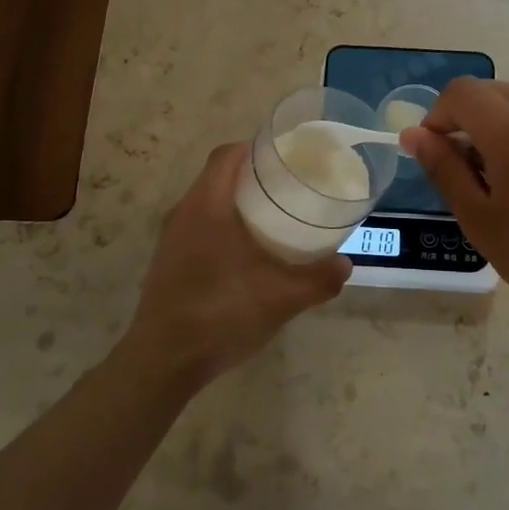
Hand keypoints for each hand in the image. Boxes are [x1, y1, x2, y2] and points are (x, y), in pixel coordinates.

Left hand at [119, 143, 350, 391]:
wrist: (163, 361)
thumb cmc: (220, 314)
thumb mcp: (281, 298)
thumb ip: (318, 279)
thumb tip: (345, 264)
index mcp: (207, 205)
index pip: (227, 155)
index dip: (256, 147)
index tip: (286, 156)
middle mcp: (184, 213)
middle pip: (218, 176)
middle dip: (253, 176)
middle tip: (290, 186)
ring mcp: (172, 239)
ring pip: (208, 203)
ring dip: (238, 203)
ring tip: (274, 217)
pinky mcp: (168, 262)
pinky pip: (199, 227)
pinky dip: (224, 226)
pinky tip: (248, 254)